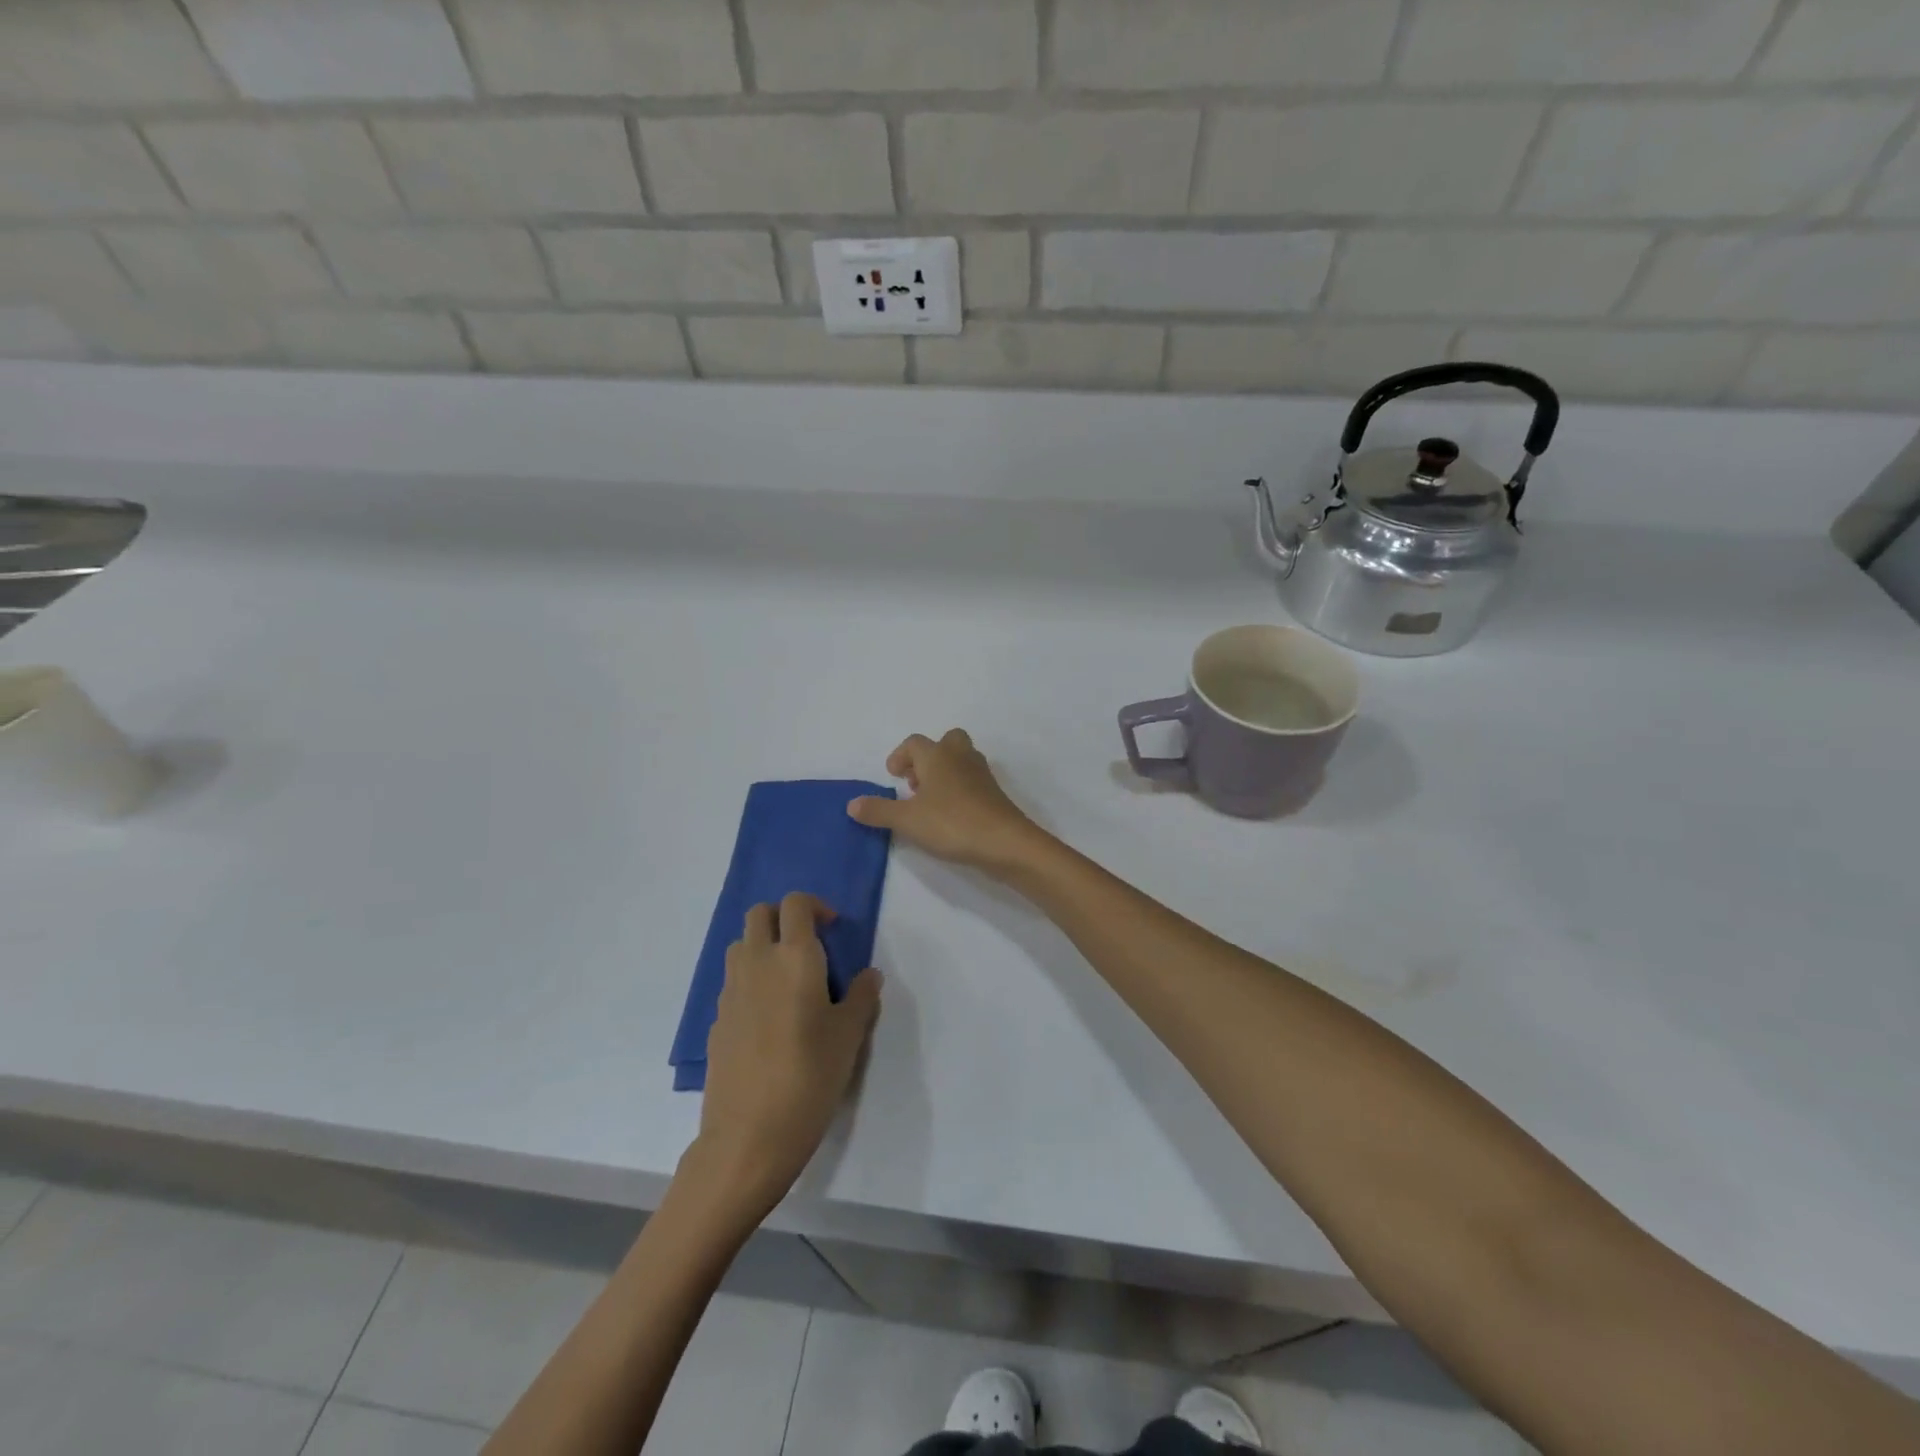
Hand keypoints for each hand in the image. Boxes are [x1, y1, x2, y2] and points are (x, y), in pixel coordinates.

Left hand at [689, 893, 881, 1217]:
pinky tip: (769, 1021)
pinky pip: (733, 983)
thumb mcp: (849, 1036)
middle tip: (808, 947)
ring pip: (740, 946)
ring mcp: (730, 991)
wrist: (749, 1136)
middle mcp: (757, 963)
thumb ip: (861, 997)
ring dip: (762, 947)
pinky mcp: (716, 1020)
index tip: (832, 929)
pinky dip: (750, 982)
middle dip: (783, 918)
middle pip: (759, 914)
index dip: (814, 906)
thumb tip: (868, 975)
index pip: (795, 904)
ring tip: (788, 982)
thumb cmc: (810, 1077)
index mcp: (794, 957)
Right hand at [848, 729, 1046, 876]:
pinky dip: (959, 788)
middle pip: (945, 741)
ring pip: (961, 759)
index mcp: (937, 755)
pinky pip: (972, 779)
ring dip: (944, 772)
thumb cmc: (951, 823)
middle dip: (927, 758)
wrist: (1004, 842)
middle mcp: (960, 757)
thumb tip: (851, 804)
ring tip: (930, 801)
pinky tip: (951, 814)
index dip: (900, 756)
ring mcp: (981, 774)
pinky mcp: (994, 793)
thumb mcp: (907, 820)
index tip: (892, 777)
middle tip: (915, 784)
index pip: (914, 742)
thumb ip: (878, 811)